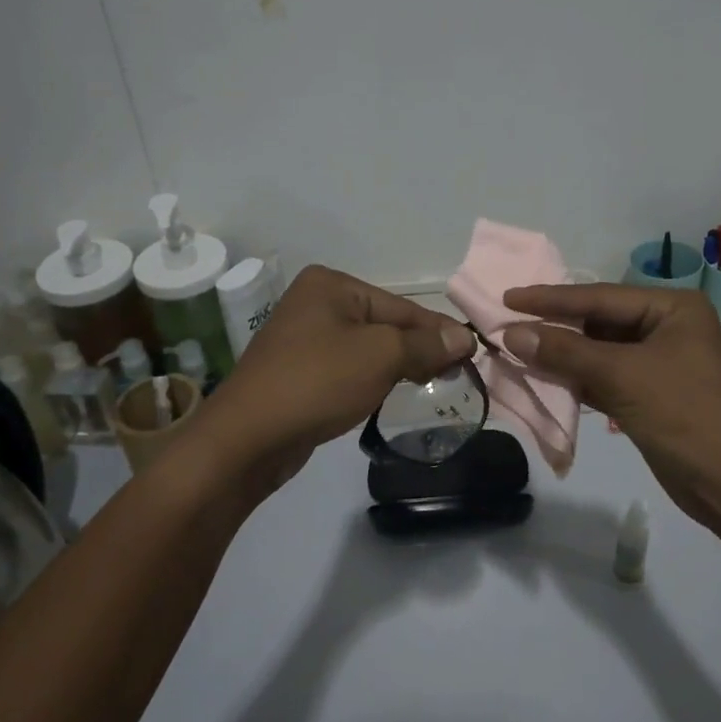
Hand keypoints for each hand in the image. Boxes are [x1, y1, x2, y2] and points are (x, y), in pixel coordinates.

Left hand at [196, 266, 472, 490]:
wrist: (248, 437)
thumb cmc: (318, 381)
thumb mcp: (381, 356)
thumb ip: (426, 345)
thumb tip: (464, 338)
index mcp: (331, 284)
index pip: (401, 306)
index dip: (439, 332)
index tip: (472, 354)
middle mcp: (315, 302)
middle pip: (385, 324)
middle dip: (419, 349)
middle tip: (455, 374)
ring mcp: (303, 337)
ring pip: (367, 348)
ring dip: (398, 365)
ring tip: (430, 384)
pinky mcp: (298, 371)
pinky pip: (348, 367)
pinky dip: (371, 379)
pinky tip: (389, 393)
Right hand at [501, 283, 720, 534]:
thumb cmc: (685, 415)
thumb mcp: (623, 377)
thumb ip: (566, 352)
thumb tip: (511, 334)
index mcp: (672, 308)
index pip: (600, 297)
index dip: (551, 298)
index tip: (508, 296)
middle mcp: (666, 328)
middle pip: (598, 321)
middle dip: (554, 326)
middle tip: (505, 322)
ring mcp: (659, 362)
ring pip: (598, 351)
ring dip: (561, 354)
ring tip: (515, 348)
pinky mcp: (649, 394)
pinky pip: (604, 377)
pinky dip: (575, 378)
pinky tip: (542, 377)